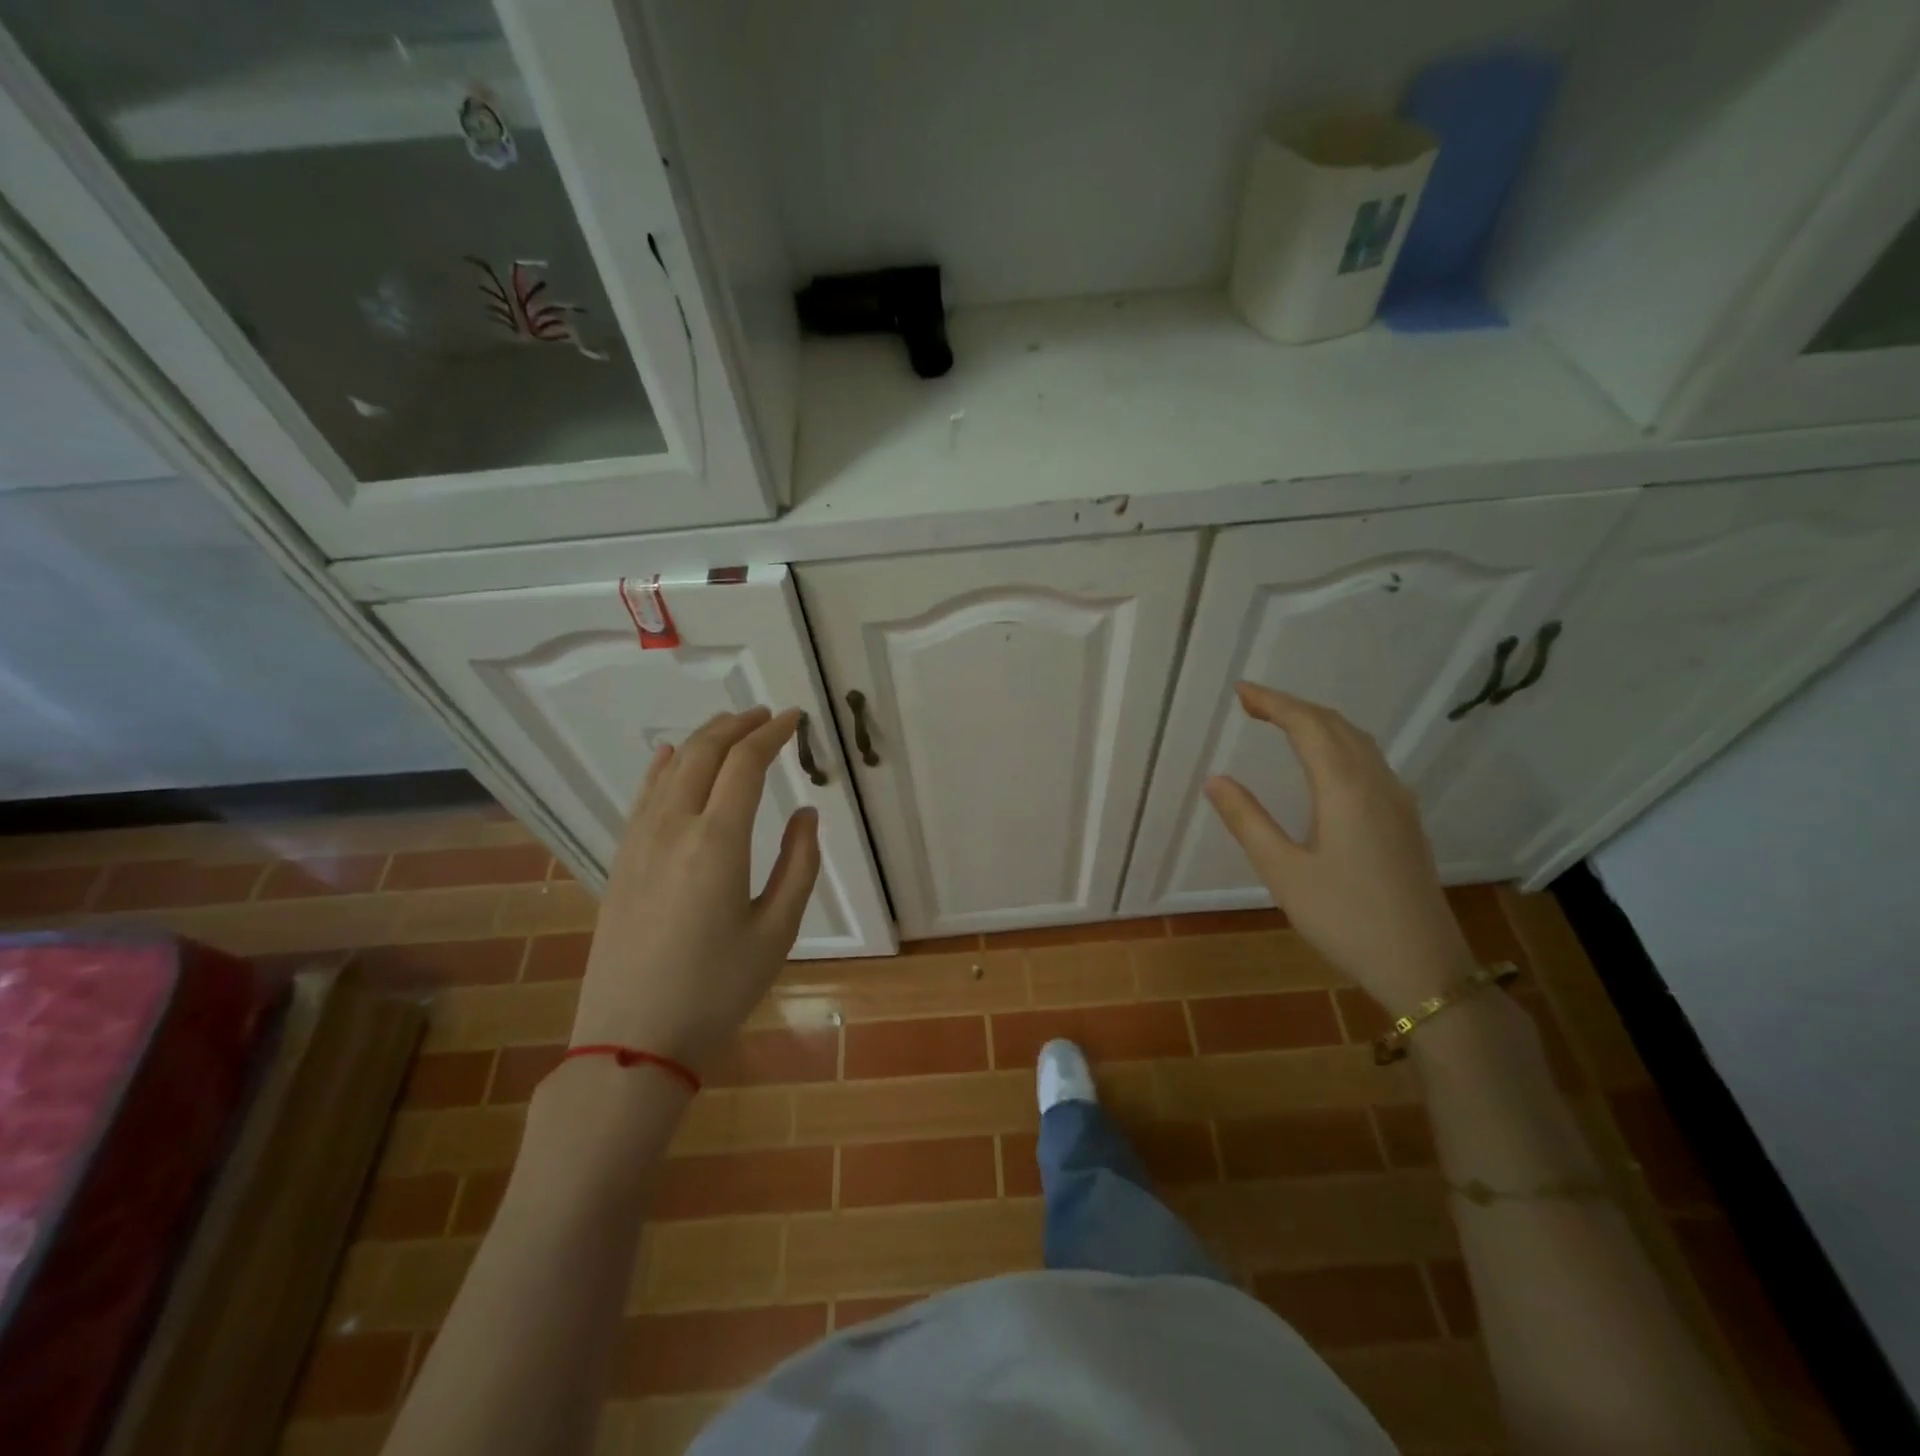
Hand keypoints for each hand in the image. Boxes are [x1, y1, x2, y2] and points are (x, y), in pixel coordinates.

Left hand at [572, 707, 819, 1072]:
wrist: (633, 1039)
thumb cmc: (718, 990)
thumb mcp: (777, 932)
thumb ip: (799, 864)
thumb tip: (806, 813)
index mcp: (718, 842)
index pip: (746, 764)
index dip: (773, 734)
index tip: (795, 718)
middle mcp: (674, 828)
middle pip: (705, 754)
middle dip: (738, 726)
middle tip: (767, 715)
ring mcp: (639, 842)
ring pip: (671, 769)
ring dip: (704, 740)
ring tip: (730, 727)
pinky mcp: (621, 861)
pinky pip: (643, 796)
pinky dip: (661, 767)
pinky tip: (668, 756)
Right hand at [1204, 683, 1474, 1013]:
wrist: (1424, 966)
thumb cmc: (1345, 919)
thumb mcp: (1283, 872)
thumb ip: (1248, 821)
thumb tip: (1215, 779)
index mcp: (1345, 789)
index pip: (1308, 726)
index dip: (1273, 702)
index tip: (1240, 691)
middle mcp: (1377, 784)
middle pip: (1336, 726)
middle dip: (1293, 707)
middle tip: (1252, 703)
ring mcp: (1398, 802)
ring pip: (1358, 741)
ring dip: (1319, 723)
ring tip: (1283, 723)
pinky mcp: (1406, 822)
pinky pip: (1370, 761)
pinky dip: (1339, 744)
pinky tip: (1326, 764)